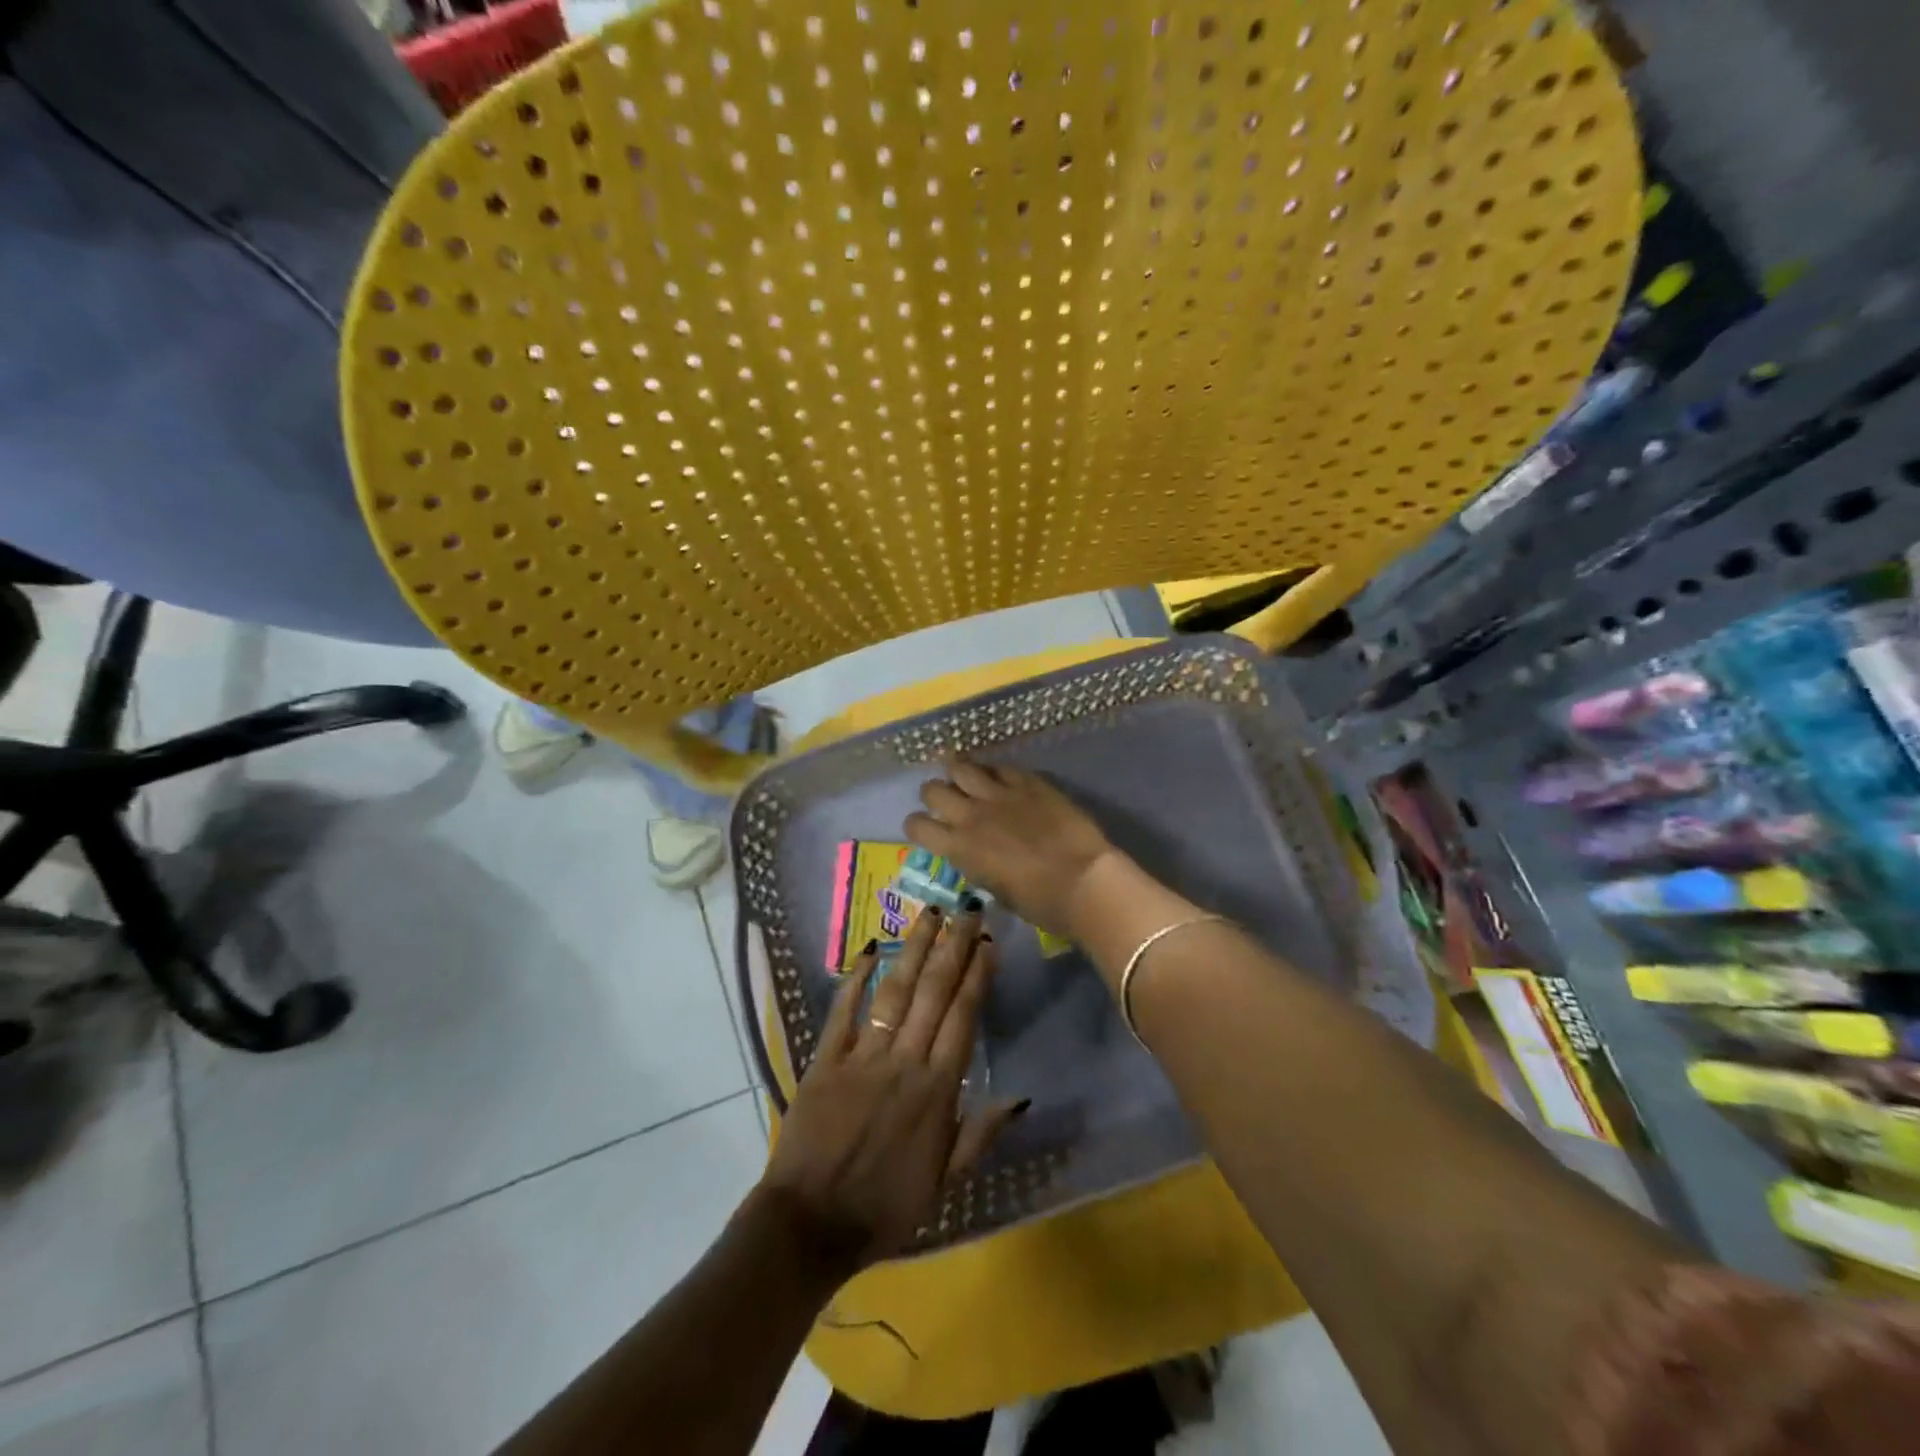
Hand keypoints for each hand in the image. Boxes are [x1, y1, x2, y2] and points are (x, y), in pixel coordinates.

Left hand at [756, 906, 1026, 1278]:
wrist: (810, 1225)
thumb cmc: (885, 1207)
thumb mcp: (945, 1184)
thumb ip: (981, 1135)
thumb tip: (1020, 1097)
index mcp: (937, 1090)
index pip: (963, 1017)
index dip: (977, 976)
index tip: (988, 942)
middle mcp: (904, 1061)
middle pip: (934, 992)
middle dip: (954, 947)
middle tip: (968, 909)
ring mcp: (863, 1055)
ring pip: (895, 990)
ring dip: (914, 949)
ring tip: (931, 914)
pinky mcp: (826, 1058)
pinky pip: (844, 1010)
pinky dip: (857, 977)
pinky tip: (871, 948)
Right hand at [904, 759, 1118, 936]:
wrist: (1083, 881)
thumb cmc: (1040, 902)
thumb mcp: (995, 889)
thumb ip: (977, 864)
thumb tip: (975, 852)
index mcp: (958, 848)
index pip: (916, 826)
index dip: (917, 826)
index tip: (927, 829)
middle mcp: (970, 815)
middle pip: (932, 789)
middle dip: (934, 794)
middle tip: (948, 801)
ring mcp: (999, 794)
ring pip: (960, 766)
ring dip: (959, 772)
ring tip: (966, 777)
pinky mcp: (1028, 782)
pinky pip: (1001, 767)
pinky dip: (996, 773)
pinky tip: (1003, 779)